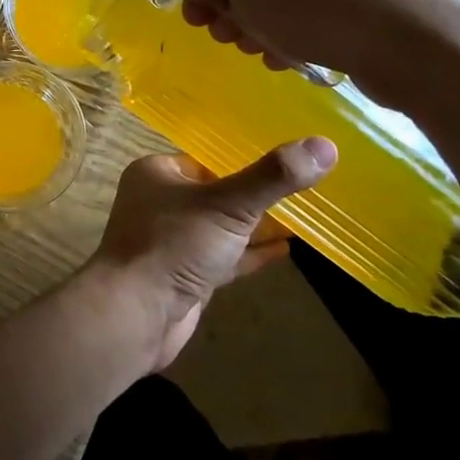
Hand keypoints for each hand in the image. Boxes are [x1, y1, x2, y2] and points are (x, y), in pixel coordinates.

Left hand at [87, 140, 337, 371]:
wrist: (135, 314)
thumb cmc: (174, 245)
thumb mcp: (228, 204)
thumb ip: (273, 177)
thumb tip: (325, 145)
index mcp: (157, 173)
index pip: (207, 158)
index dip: (245, 159)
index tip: (287, 159)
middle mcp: (160, 202)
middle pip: (216, 192)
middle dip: (254, 193)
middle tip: (303, 187)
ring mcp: (171, 241)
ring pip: (221, 227)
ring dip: (256, 225)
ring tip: (302, 217)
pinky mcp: (184, 276)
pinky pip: (223, 257)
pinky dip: (250, 253)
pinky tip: (285, 250)